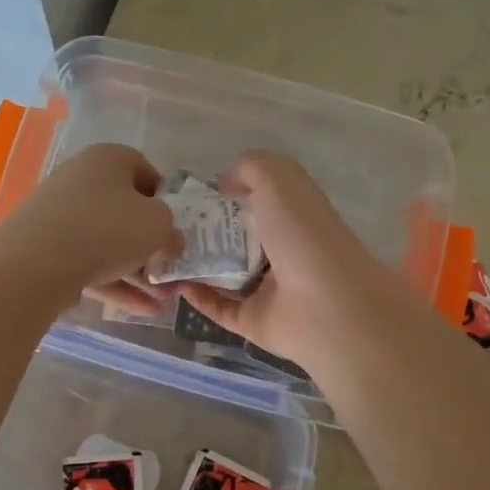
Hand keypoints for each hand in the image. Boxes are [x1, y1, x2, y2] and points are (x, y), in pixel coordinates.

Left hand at [0, 143, 176, 314]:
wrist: (33, 264)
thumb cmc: (106, 229)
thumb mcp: (157, 225)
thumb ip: (171, 231)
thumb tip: (169, 241)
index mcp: (108, 159)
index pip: (146, 173)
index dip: (165, 201)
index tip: (174, 229)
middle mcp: (81, 179)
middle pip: (125, 211)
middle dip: (151, 246)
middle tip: (171, 272)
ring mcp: (59, 215)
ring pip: (108, 242)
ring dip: (138, 272)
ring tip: (162, 301)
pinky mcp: (45, 248)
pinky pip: (88, 263)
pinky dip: (115, 284)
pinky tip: (141, 310)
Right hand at [174, 151, 405, 369]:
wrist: (326, 306)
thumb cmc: (304, 235)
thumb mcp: (279, 180)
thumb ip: (251, 168)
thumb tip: (226, 184)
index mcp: (296, 217)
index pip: (261, 202)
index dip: (231, 194)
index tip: (195, 193)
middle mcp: (285, 252)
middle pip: (240, 239)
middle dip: (207, 231)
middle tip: (170, 224)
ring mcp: (271, 291)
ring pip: (227, 276)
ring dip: (197, 265)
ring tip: (163, 253)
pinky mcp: (256, 322)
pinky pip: (221, 308)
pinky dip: (198, 298)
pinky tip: (175, 283)